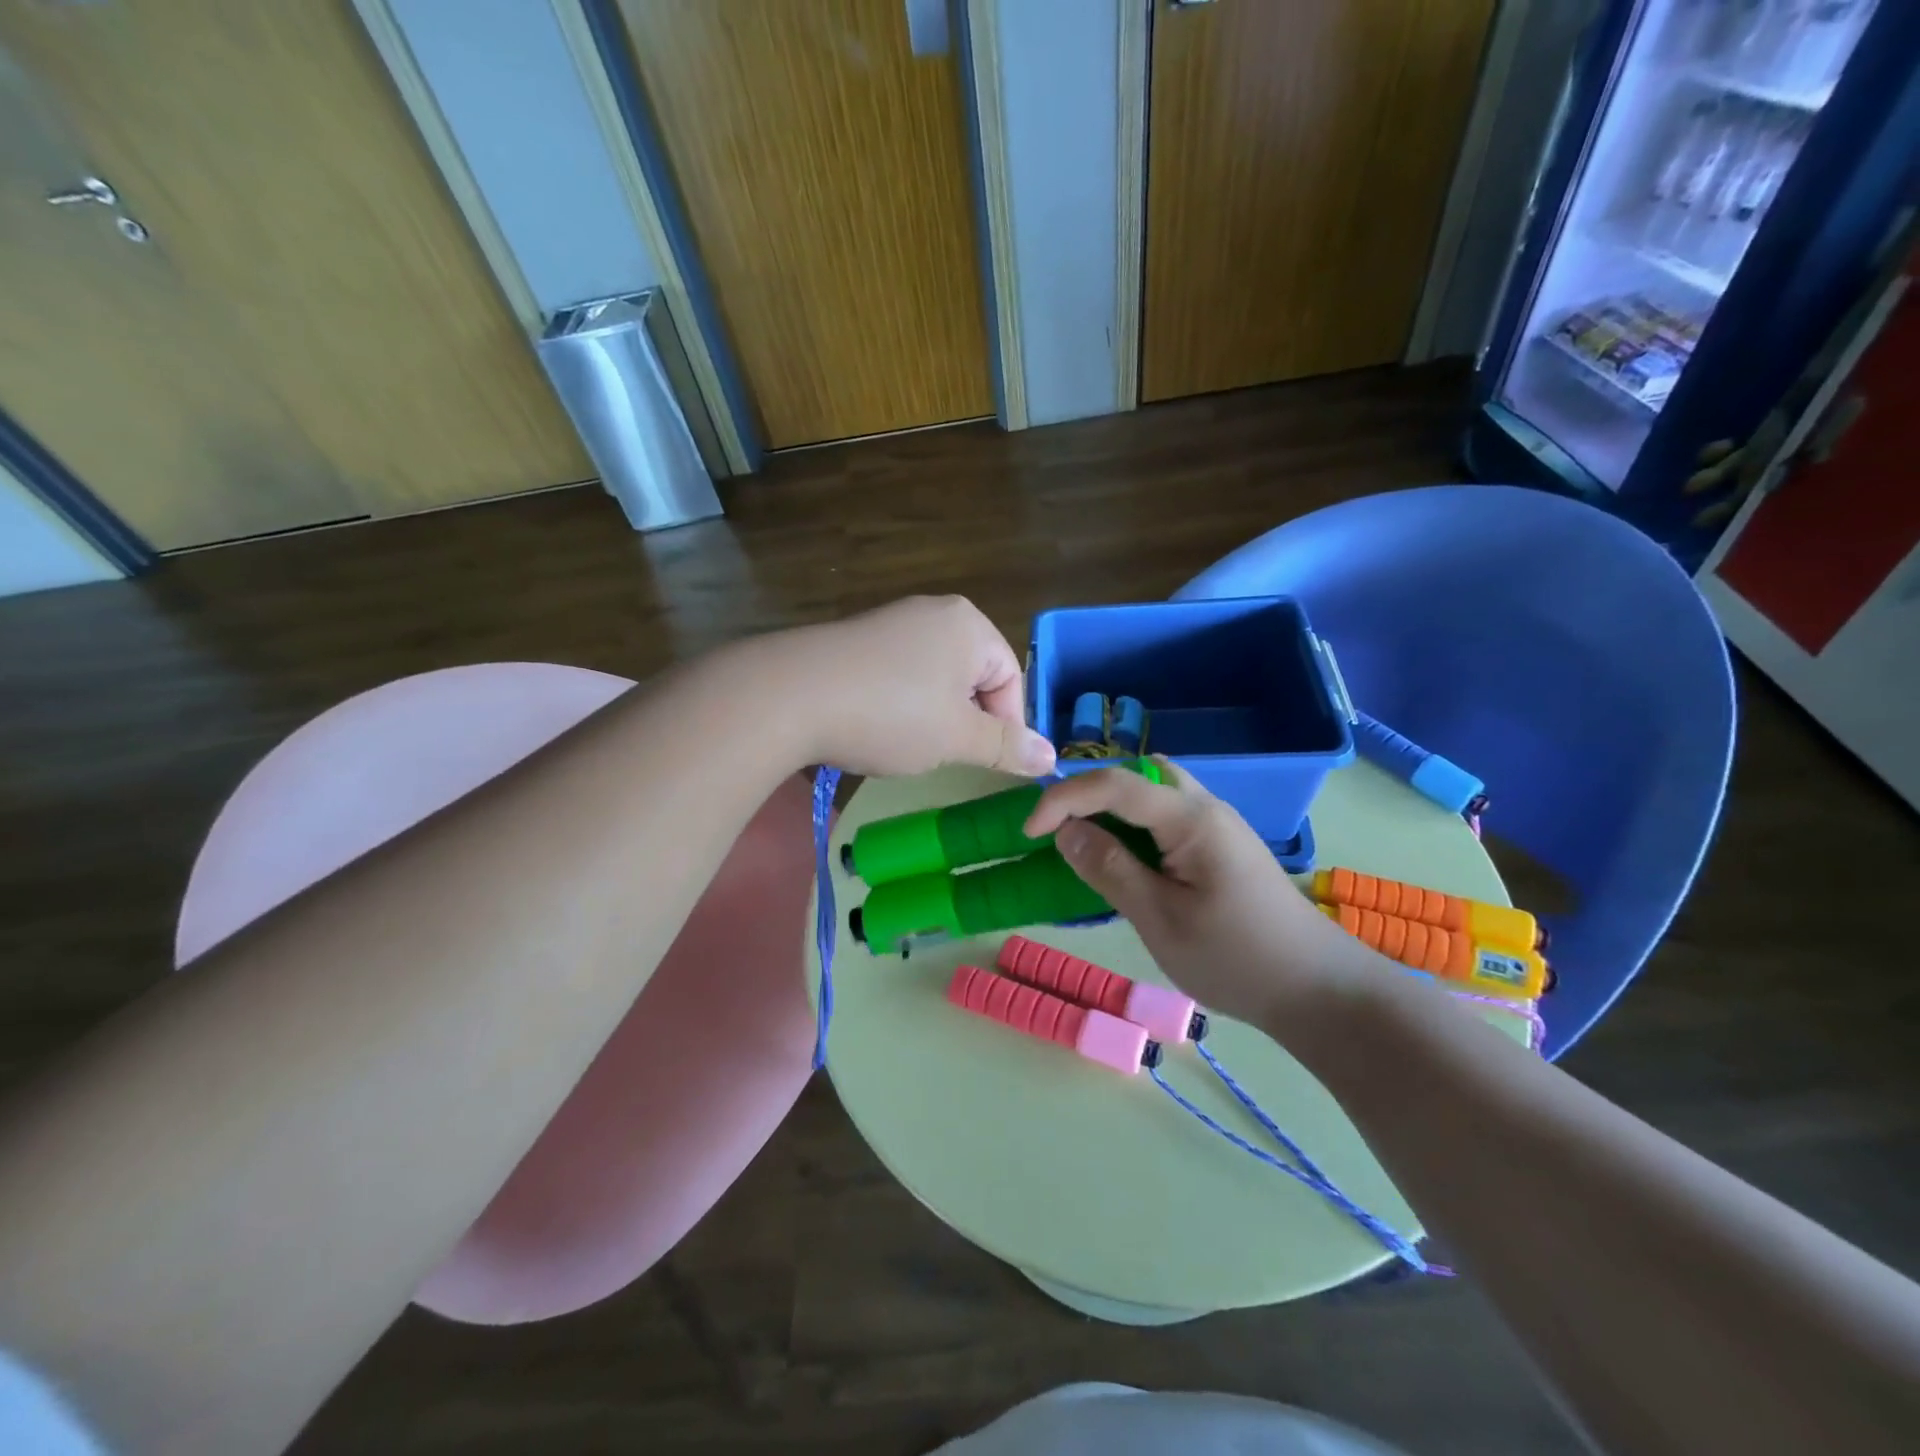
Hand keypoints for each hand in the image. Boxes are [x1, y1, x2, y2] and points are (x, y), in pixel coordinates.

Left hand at [760, 596, 1056, 778]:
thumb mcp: (955, 737)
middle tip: (945, 754)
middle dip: (966, 720)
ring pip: (934, 678)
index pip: (1010, 680)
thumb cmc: (889, 714)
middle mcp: (934, 612)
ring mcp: (891, 621)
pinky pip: (898, 674)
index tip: (985, 763)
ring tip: (908, 744)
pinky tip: (876, 726)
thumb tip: (1051, 757)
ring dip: (932, 716)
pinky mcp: (857, 639)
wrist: (787, 695)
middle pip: (973, 676)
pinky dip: (898, 704)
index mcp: (969, 626)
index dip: (1006, 727)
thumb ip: (1005, 747)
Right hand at [1023, 759, 1371, 1027]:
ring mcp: (1218, 825)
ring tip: (1086, 840)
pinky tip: (1126, 858)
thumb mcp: (1161, 920)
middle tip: (1060, 827)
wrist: (1317, 990)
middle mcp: (1206, 807)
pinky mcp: (1222, 846)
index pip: (1115, 784)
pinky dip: (1135, 824)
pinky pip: (1168, 815)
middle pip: (1139, 773)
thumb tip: (1065, 832)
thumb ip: (1110, 869)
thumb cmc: (1236, 959)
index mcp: (1191, 818)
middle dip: (1091, 790)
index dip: (1064, 799)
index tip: (1029, 832)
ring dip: (1114, 805)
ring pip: (1155, 791)